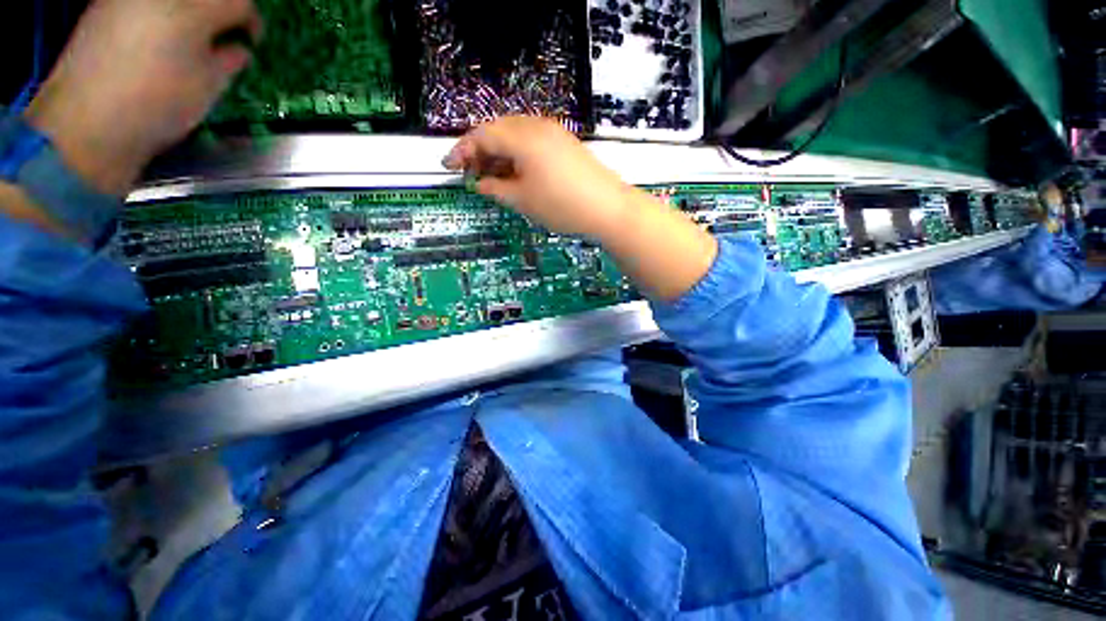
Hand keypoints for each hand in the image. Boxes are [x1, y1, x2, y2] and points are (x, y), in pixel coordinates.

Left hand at [24, 0, 261, 194]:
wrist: (87, 122)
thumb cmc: (158, 104)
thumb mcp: (208, 86)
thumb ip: (228, 60)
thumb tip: (236, 49)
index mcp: (193, 8)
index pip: (238, 2)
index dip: (252, 21)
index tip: (252, 41)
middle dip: (219, 12)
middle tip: (225, 36)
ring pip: (173, 2)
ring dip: (189, 14)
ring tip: (192, 39)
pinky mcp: (106, 7)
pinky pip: (146, 6)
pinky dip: (161, 16)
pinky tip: (161, 38)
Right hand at [446, 116, 716, 300]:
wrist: (608, 208)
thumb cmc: (562, 206)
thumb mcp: (522, 201)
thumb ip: (495, 188)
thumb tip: (478, 183)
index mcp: (521, 137)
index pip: (481, 135)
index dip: (462, 150)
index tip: (448, 166)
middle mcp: (535, 126)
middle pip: (497, 131)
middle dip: (480, 151)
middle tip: (471, 174)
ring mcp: (553, 132)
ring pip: (514, 135)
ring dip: (499, 153)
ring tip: (492, 177)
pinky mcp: (564, 143)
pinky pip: (531, 142)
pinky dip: (517, 155)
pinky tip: (516, 173)